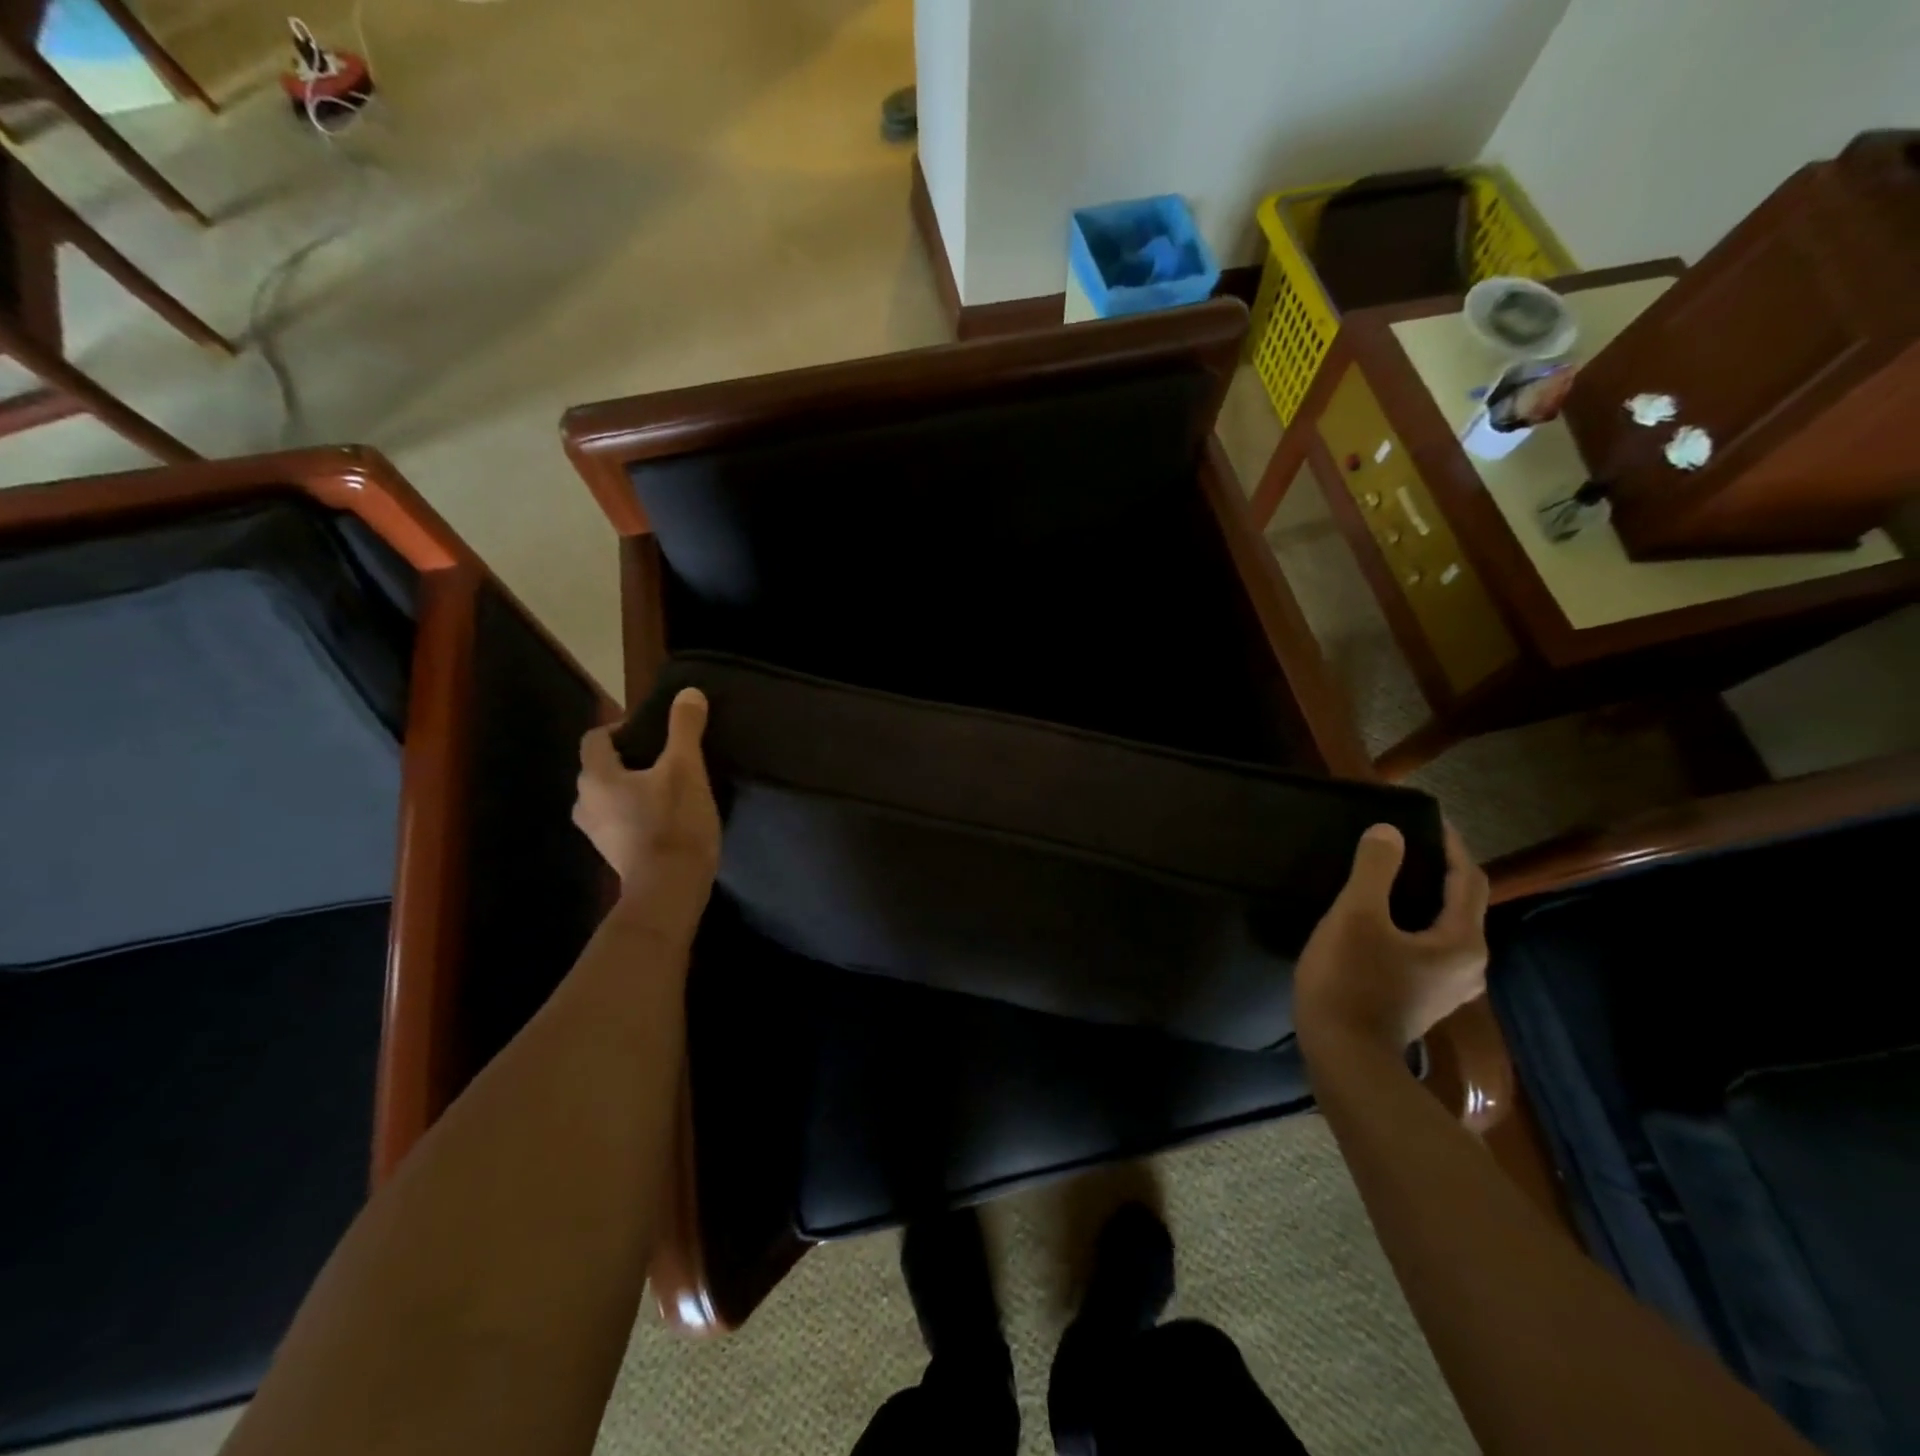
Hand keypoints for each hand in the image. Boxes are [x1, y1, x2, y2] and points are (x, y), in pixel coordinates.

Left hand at [573, 688, 721, 892]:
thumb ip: (684, 729)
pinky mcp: (614, 854)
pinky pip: (619, 821)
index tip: (652, 730)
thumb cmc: (673, 822)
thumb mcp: (686, 769)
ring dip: (631, 788)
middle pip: (599, 768)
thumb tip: (688, 692)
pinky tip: (664, 816)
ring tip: (665, 786)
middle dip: (628, 759)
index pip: (595, 739)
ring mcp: (597, 833)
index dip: (620, 728)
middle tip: (664, 757)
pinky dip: (635, 812)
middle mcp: (585, 803)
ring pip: (608, 797)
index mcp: (596, 777)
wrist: (670, 889)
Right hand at [1294, 822, 1489, 1056]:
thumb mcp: (1357, 916)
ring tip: (1390, 877)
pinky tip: (1382, 921)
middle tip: (1402, 845)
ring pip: (1443, 927)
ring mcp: (1447, 987)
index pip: (1468, 879)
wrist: (1344, 1056)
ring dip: (1423, 898)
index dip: (1450, 845)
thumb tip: (1389, 831)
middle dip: (1437, 870)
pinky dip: (1412, 923)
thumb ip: (1375, 870)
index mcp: (1462, 941)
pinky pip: (1427, 947)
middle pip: (1460, 904)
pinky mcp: (1423, 999)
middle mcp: (1468, 965)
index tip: (1427, 818)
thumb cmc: (1351, 981)